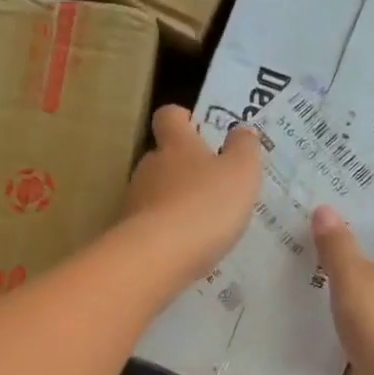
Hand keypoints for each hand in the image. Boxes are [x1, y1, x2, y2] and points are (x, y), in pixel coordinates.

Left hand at [121, 105, 263, 283]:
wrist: (159, 257)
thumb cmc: (206, 206)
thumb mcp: (241, 173)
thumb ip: (244, 148)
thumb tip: (241, 130)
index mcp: (176, 145)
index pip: (169, 116)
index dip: (182, 118)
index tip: (196, 128)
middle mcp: (149, 167)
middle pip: (160, 158)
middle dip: (181, 167)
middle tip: (208, 184)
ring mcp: (134, 202)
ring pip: (154, 193)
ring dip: (174, 202)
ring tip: (200, 223)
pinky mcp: (129, 235)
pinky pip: (151, 227)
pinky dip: (166, 233)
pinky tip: (185, 249)